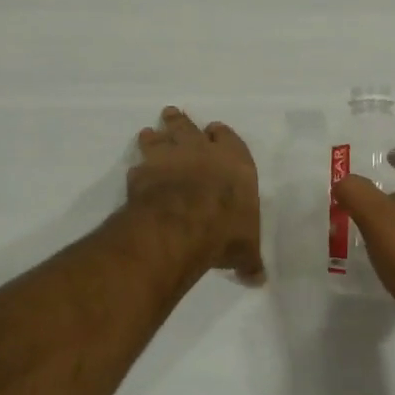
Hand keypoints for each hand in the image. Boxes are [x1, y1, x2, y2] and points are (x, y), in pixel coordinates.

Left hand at [129, 107, 264, 283]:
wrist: (182, 225)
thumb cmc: (225, 231)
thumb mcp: (245, 250)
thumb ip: (249, 260)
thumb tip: (258, 280)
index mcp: (235, 162)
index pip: (228, 138)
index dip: (220, 135)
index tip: (214, 132)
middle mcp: (202, 151)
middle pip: (189, 127)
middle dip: (181, 122)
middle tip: (171, 114)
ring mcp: (170, 157)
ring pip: (160, 137)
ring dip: (154, 136)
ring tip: (148, 133)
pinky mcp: (143, 171)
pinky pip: (139, 164)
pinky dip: (138, 167)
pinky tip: (135, 172)